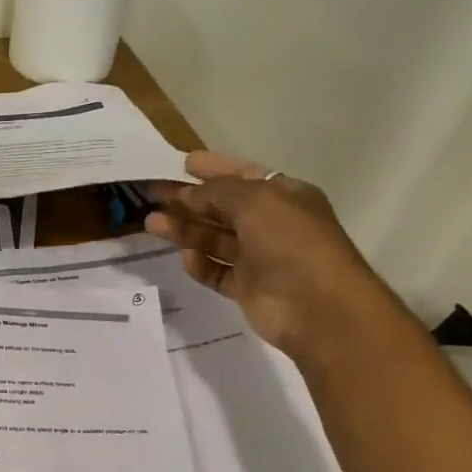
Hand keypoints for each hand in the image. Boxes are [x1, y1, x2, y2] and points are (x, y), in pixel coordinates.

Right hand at [146, 150, 407, 361]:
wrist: (318, 307)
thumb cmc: (291, 242)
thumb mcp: (255, 200)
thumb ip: (217, 191)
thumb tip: (189, 194)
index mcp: (284, 196)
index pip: (243, 175)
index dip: (214, 167)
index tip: (182, 163)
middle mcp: (272, 224)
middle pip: (222, 207)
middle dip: (188, 199)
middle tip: (153, 192)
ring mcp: (260, 258)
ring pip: (214, 239)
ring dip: (185, 230)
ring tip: (152, 224)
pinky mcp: (248, 288)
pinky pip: (216, 272)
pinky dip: (200, 265)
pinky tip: (185, 259)